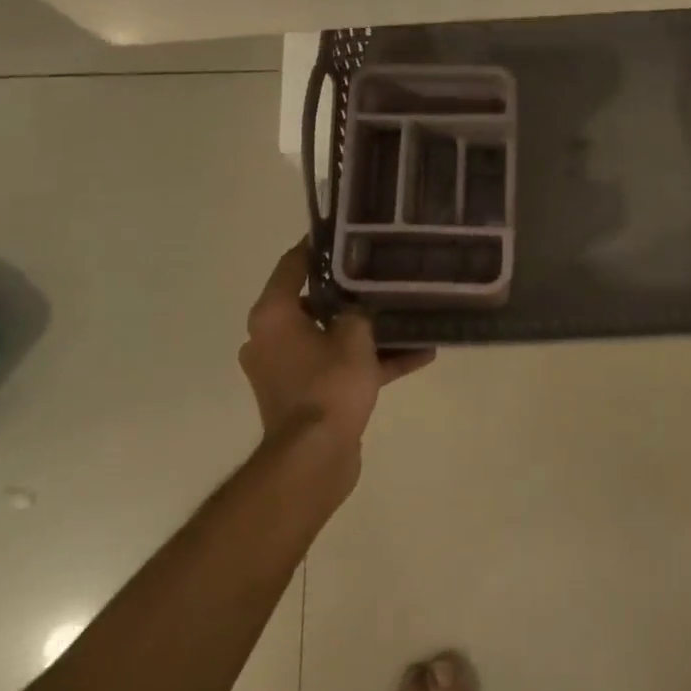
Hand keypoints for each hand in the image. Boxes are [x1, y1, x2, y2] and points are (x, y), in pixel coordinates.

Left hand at [239, 240, 434, 454]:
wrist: (314, 458)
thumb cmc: (329, 386)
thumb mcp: (354, 337)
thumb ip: (359, 310)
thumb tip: (361, 302)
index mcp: (274, 316)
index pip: (293, 265)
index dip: (318, 246)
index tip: (345, 232)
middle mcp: (272, 338)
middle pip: (315, 301)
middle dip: (353, 291)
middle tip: (384, 272)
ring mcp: (288, 369)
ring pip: (332, 337)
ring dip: (368, 331)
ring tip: (409, 316)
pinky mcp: (307, 395)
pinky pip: (340, 367)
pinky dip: (370, 362)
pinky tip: (418, 356)